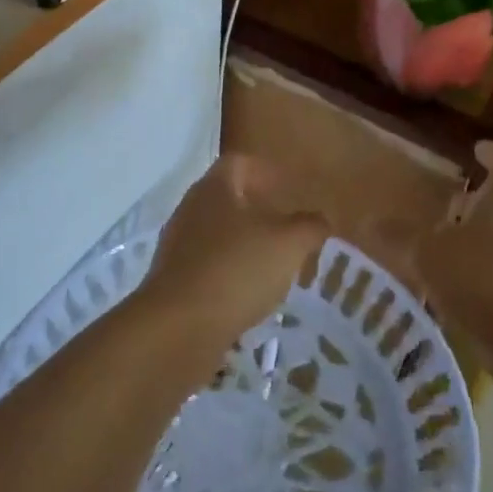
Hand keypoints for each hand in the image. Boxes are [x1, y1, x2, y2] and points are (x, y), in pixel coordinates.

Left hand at [139, 155, 328, 342]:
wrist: (179, 328)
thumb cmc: (237, 270)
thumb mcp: (288, 244)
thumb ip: (309, 226)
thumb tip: (320, 219)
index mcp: (214, 188)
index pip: (238, 163)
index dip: (266, 171)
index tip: (289, 188)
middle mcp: (190, 210)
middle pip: (225, 199)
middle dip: (257, 210)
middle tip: (286, 227)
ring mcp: (176, 247)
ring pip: (216, 234)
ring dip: (243, 244)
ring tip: (273, 264)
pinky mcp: (172, 282)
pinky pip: (207, 267)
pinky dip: (229, 274)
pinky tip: (249, 294)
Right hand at [411, 142, 492, 372]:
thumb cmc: (479, 279)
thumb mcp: (427, 255)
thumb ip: (399, 237)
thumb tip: (367, 221)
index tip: (478, 150)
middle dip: (480, 205)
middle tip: (451, 209)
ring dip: (484, 243)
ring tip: (452, 255)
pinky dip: (491, 276)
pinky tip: (465, 294)